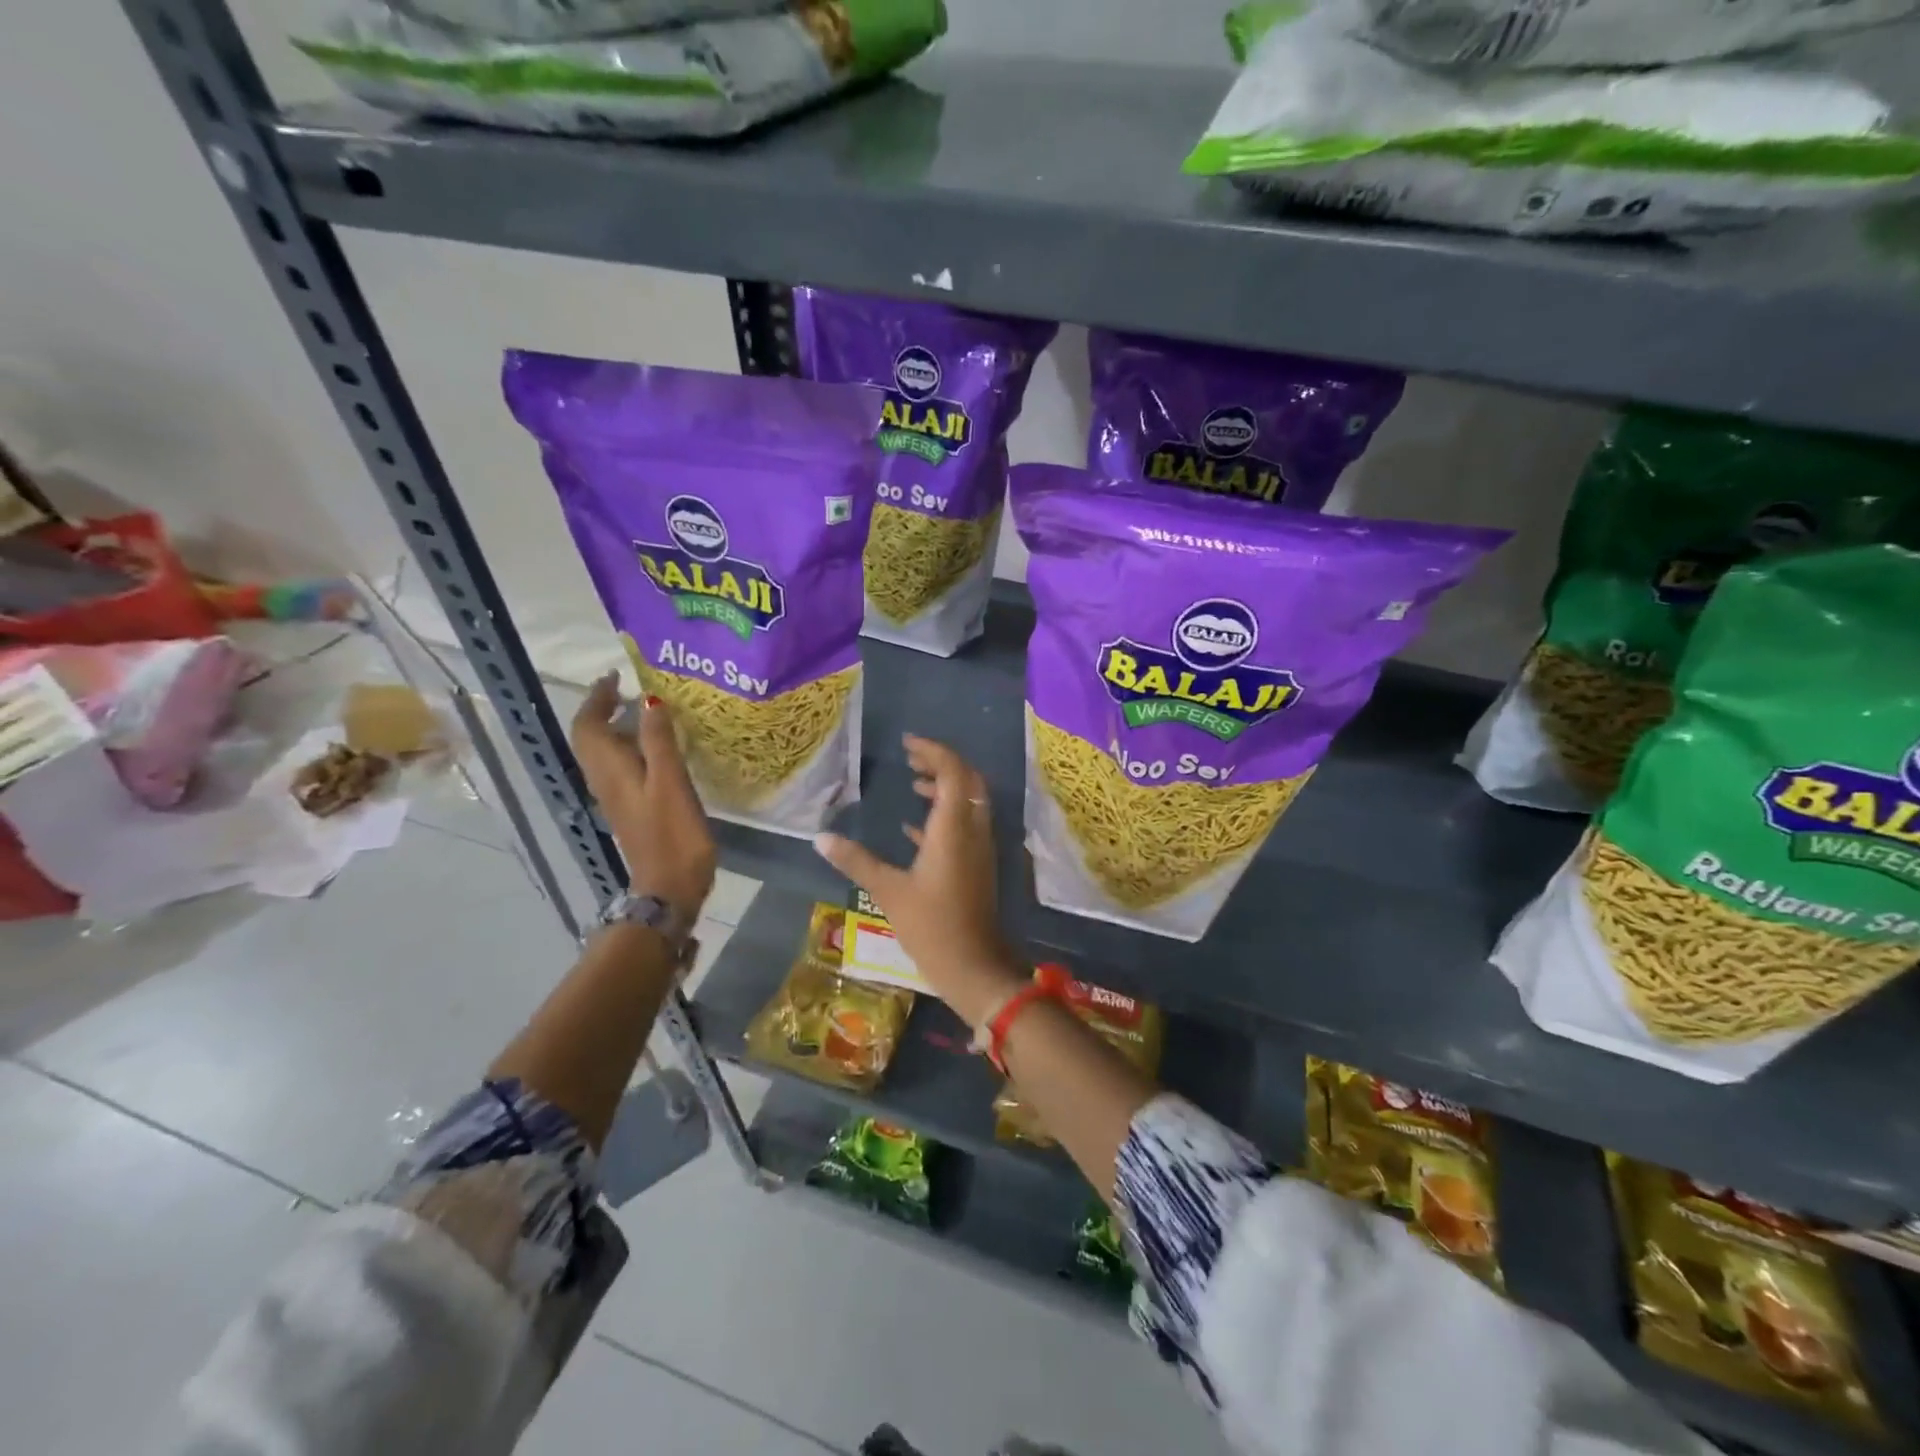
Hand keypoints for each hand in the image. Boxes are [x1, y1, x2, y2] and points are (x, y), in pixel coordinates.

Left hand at [571, 675, 714, 928]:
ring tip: (644, 711)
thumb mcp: (670, 783)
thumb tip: (648, 699)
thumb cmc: (673, 835)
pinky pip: (620, 767)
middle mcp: (605, 780)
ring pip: (604, 753)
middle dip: (603, 709)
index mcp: (610, 770)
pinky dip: (629, 748)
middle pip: (590, 738)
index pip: (588, 725)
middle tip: (629, 689)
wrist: (669, 889)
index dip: (597, 698)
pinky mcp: (631, 809)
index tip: (615, 675)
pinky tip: (655, 748)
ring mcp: (617, 797)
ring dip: (615, 728)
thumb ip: (659, 741)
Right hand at [814, 734, 1023, 1026]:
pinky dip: (944, 816)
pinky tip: (914, 827)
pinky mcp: (978, 865)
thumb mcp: (888, 891)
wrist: (974, 967)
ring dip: (945, 787)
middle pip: (967, 781)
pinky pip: (965, 826)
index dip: (933, 751)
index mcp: (953, 827)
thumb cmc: (931, 926)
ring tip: (913, 783)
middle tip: (910, 758)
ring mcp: (980, 848)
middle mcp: (973, 830)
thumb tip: (820, 838)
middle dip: (941, 764)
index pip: (953, 771)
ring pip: (968, 802)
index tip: (907, 744)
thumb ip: (856, 861)